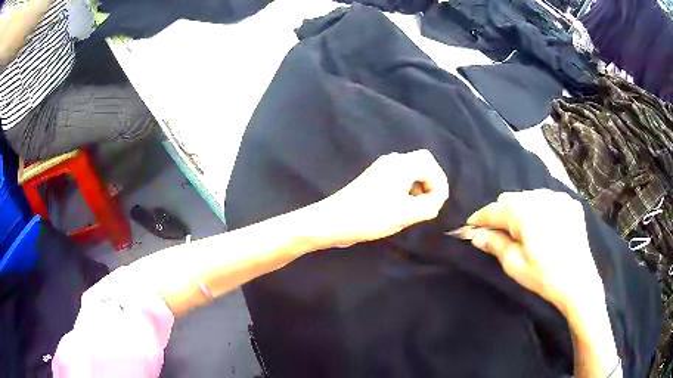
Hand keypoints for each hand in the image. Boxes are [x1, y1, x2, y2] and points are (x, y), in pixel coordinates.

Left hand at [318, 149, 448, 247]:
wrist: (332, 221)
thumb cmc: (370, 216)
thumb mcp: (405, 214)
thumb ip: (429, 206)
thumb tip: (437, 200)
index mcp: (400, 165)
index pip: (430, 164)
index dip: (440, 183)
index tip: (438, 204)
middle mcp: (391, 162)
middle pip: (421, 164)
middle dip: (431, 184)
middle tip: (430, 204)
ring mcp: (380, 170)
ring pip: (410, 172)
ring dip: (419, 188)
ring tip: (417, 209)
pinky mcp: (373, 180)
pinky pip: (399, 179)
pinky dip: (407, 191)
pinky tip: (402, 208)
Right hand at [466, 189, 604, 315]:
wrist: (579, 282)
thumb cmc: (544, 277)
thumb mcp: (515, 265)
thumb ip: (495, 244)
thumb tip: (476, 235)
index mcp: (526, 212)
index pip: (495, 209)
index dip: (480, 218)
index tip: (470, 227)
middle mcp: (542, 197)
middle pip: (511, 199)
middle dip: (501, 213)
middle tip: (497, 233)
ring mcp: (558, 197)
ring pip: (529, 196)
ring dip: (519, 210)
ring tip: (521, 230)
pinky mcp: (570, 203)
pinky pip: (546, 199)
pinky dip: (538, 209)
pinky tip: (542, 225)